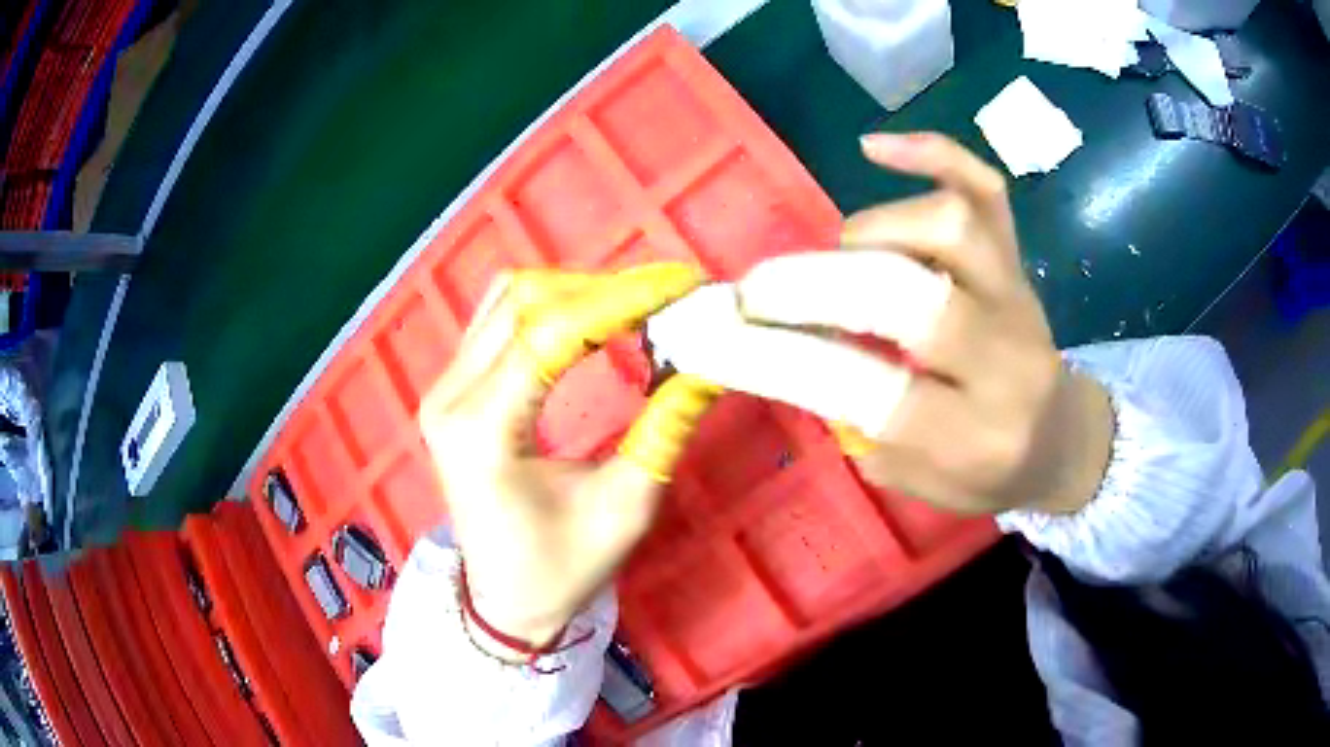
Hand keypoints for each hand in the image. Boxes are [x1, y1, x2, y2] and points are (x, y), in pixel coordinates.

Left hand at [418, 265, 717, 659]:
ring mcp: (445, 388)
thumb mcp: (625, 508)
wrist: (506, 598)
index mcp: (483, 432)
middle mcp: (450, 397)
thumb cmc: (562, 568)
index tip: (680, 285)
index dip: (620, 300)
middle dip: (602, 289)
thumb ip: (666, 431)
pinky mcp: (453, 388)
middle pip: (524, 302)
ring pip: (509, 300)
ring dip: (575, 292)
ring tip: (636, 306)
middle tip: (667, 297)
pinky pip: (500, 320)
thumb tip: (712, 364)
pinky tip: (593, 321)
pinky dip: (550, 307)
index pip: (550, 335)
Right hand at [661, 133, 1113, 514]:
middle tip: (760, 291)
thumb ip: (859, 425)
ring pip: (949, 225)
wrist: (1063, 438)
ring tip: (844, 253)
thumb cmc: (988, 472)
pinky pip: (985, 187)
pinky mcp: (1018, 258)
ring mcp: (1016, 295)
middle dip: (813, 286)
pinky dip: (931, 153)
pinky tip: (875, 148)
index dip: (783, 356)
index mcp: (972, 436)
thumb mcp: (917, 481)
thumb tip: (794, 350)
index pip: (867, 388)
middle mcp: (1003, 358)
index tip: (725, 335)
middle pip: (907, 296)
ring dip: (872, 230)